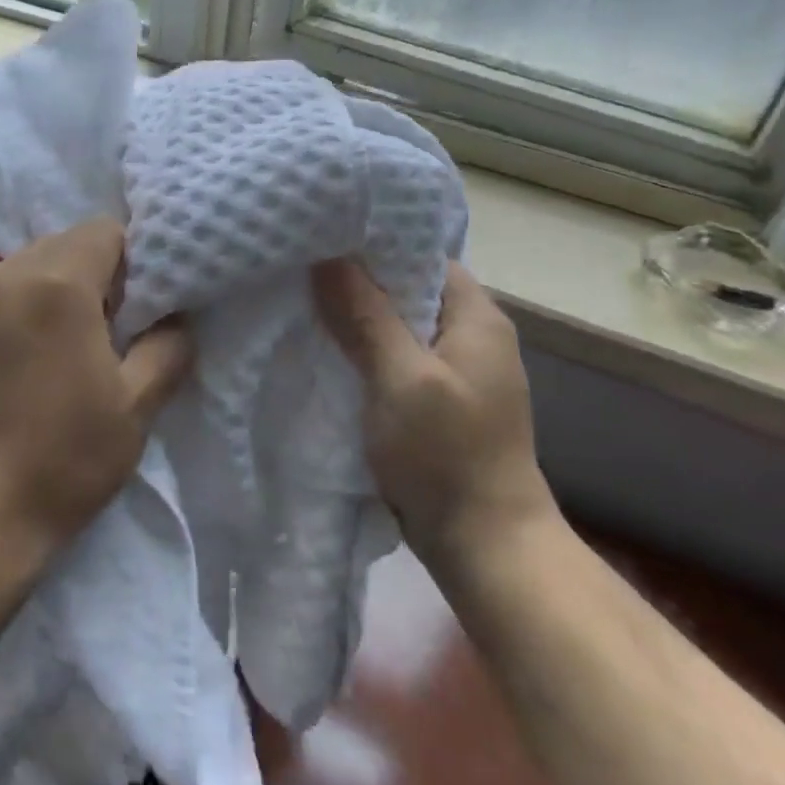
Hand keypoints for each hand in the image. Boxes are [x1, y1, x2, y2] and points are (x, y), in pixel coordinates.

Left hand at [0, 219, 193, 555]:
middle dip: (94, 272)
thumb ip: (167, 349)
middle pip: (64, 244)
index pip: (105, 230)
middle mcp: (7, 274)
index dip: (133, 260)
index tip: (139, 307)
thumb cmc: (62, 458)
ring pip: (27, 267)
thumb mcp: (135, 407)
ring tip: (65, 347)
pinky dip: (19, 308)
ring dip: (53, 289)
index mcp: (59, 281)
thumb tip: (177, 320)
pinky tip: (23, 362)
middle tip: (109, 330)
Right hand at [312, 258, 555, 571]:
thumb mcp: (401, 378)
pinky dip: (362, 352)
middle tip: (299, 266)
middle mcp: (470, 336)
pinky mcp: (436, 402)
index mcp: (476, 317)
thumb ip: (365, 314)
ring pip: (395, 326)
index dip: (373, 243)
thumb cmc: (447, 455)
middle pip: (405, 289)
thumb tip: (327, 256)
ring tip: (301, 300)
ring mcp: (454, 372)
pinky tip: (323, 348)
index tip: (320, 235)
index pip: (421, 254)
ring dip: (355, 318)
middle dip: (355, 280)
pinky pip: (393, 360)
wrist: (486, 549)